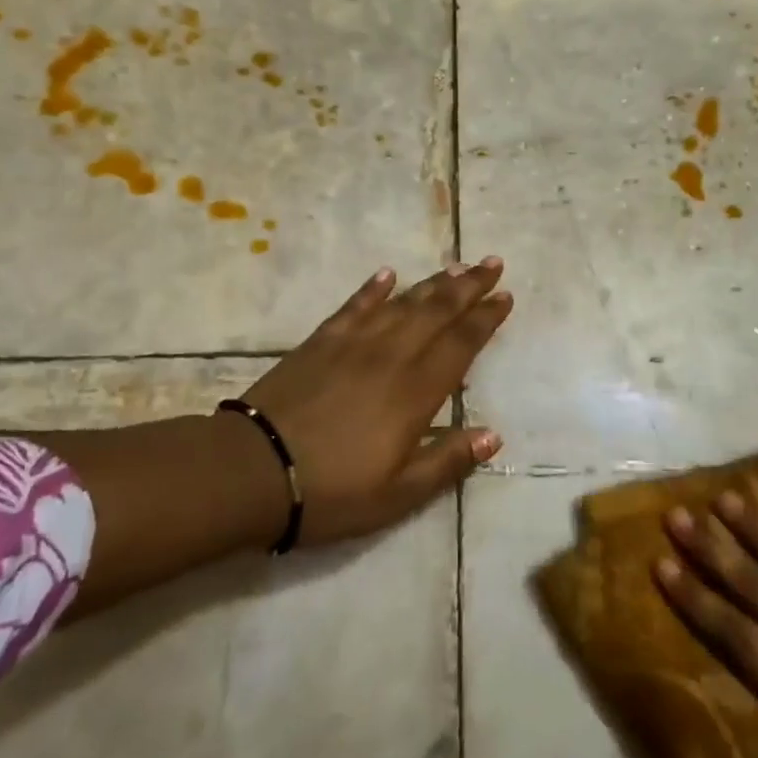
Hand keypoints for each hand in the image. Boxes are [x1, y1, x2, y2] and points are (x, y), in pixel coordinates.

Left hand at [234, 258, 512, 546]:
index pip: (461, 344)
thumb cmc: (331, 491)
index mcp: (415, 392)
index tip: (505, 296)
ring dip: (432, 283)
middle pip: (436, 312)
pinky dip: (372, 289)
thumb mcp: (398, 494)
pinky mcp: (319, 342)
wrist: (253, 470)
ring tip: (456, 266)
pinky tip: (387, 275)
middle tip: (491, 263)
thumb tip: (493, 436)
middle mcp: (390, 357)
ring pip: (402, 303)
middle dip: (468, 287)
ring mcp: (352, 345)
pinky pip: (354, 307)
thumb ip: (447, 462)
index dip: (485, 319)